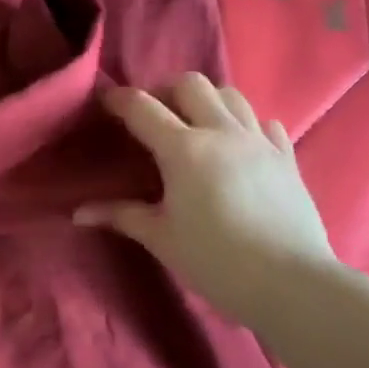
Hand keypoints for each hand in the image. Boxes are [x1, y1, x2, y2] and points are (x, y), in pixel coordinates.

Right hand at [74, 75, 335, 324]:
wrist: (290, 282)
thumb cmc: (215, 260)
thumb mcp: (160, 237)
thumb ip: (120, 215)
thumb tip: (78, 213)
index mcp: (184, 150)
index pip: (143, 107)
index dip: (119, 100)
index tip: (105, 102)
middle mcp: (222, 132)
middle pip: (191, 85)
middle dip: (165, 91)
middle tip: (153, 116)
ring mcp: (259, 141)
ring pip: (231, 95)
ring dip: (206, 101)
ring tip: (194, 125)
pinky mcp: (287, 157)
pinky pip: (264, 123)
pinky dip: (245, 124)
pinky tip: (237, 146)